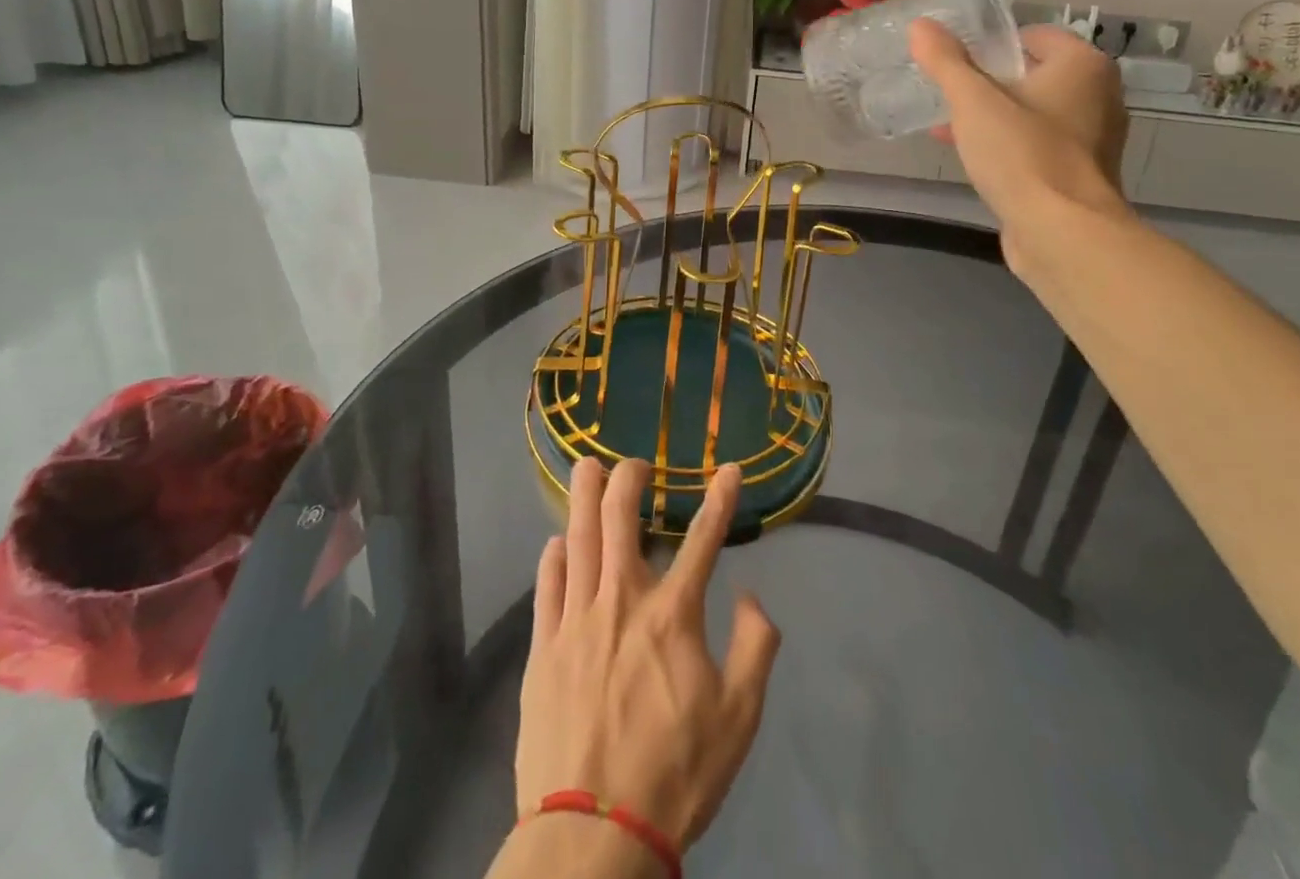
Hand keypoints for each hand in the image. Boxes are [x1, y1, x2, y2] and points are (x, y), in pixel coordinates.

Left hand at [513, 458, 780, 858]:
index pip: (703, 539)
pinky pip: (547, 585)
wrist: (594, 836)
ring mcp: (576, 620)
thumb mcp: (739, 718)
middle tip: (635, 464)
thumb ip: (756, 647)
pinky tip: (557, 542)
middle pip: (620, 518)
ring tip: (587, 467)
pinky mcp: (543, 647)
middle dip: (628, 479)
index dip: (720, 498)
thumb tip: (752, 596)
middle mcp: (621, 600)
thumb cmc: (675, 774)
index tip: (729, 469)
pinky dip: (553, 556)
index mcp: (671, 614)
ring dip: (583, 496)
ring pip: (578, 537)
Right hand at [909, 19, 1131, 273]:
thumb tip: (920, 24)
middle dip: (987, 85)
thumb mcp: (973, 102)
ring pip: (1032, 113)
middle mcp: (1099, 96)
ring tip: (948, 129)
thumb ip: (946, 62)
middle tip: (947, 95)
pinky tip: (973, 160)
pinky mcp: (1079, 174)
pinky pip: (1037, 145)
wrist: (1062, 233)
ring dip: (993, 118)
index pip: (1033, 36)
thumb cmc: (1022, 155)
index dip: (991, 45)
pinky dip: (1008, 146)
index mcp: (1084, 66)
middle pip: (1032, 75)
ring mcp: (1093, 139)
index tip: (954, 63)